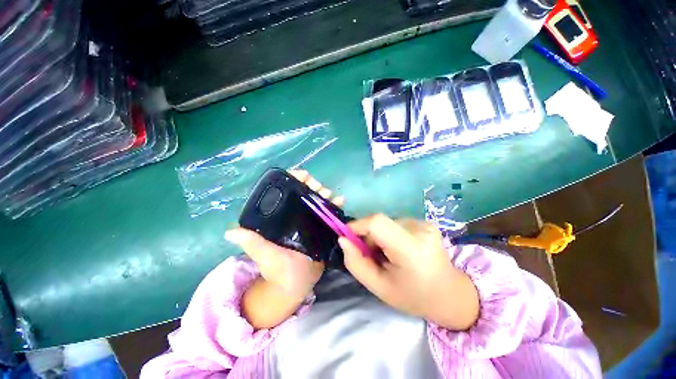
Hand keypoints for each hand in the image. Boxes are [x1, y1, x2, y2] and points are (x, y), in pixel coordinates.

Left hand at [225, 170, 343, 327]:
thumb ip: (253, 244)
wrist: (297, 284)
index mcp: (277, 217)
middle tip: (319, 186)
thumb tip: (230, 232)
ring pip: (315, 201)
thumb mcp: (265, 256)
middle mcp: (292, 214)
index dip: (292, 180)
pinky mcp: (319, 227)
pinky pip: (327, 213)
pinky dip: (334, 205)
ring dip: (323, 193)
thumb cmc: (277, 270)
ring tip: (329, 194)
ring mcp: (307, 220)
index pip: (283, 192)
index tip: (302, 175)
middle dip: (311, 185)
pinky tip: (340, 201)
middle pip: (302, 193)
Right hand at [339, 215, 479, 329]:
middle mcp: (420, 230)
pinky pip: (395, 223)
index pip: (377, 223)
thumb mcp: (379, 288)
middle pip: (380, 222)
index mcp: (411, 249)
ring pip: (386, 222)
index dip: (357, 225)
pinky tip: (398, 250)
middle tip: (372, 256)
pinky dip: (389, 234)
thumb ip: (356, 263)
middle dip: (368, 236)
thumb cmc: (414, 296)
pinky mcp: (425, 222)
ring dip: (379, 236)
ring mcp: (424, 224)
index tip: (347, 237)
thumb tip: (343, 239)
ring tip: (387, 255)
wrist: (451, 294)